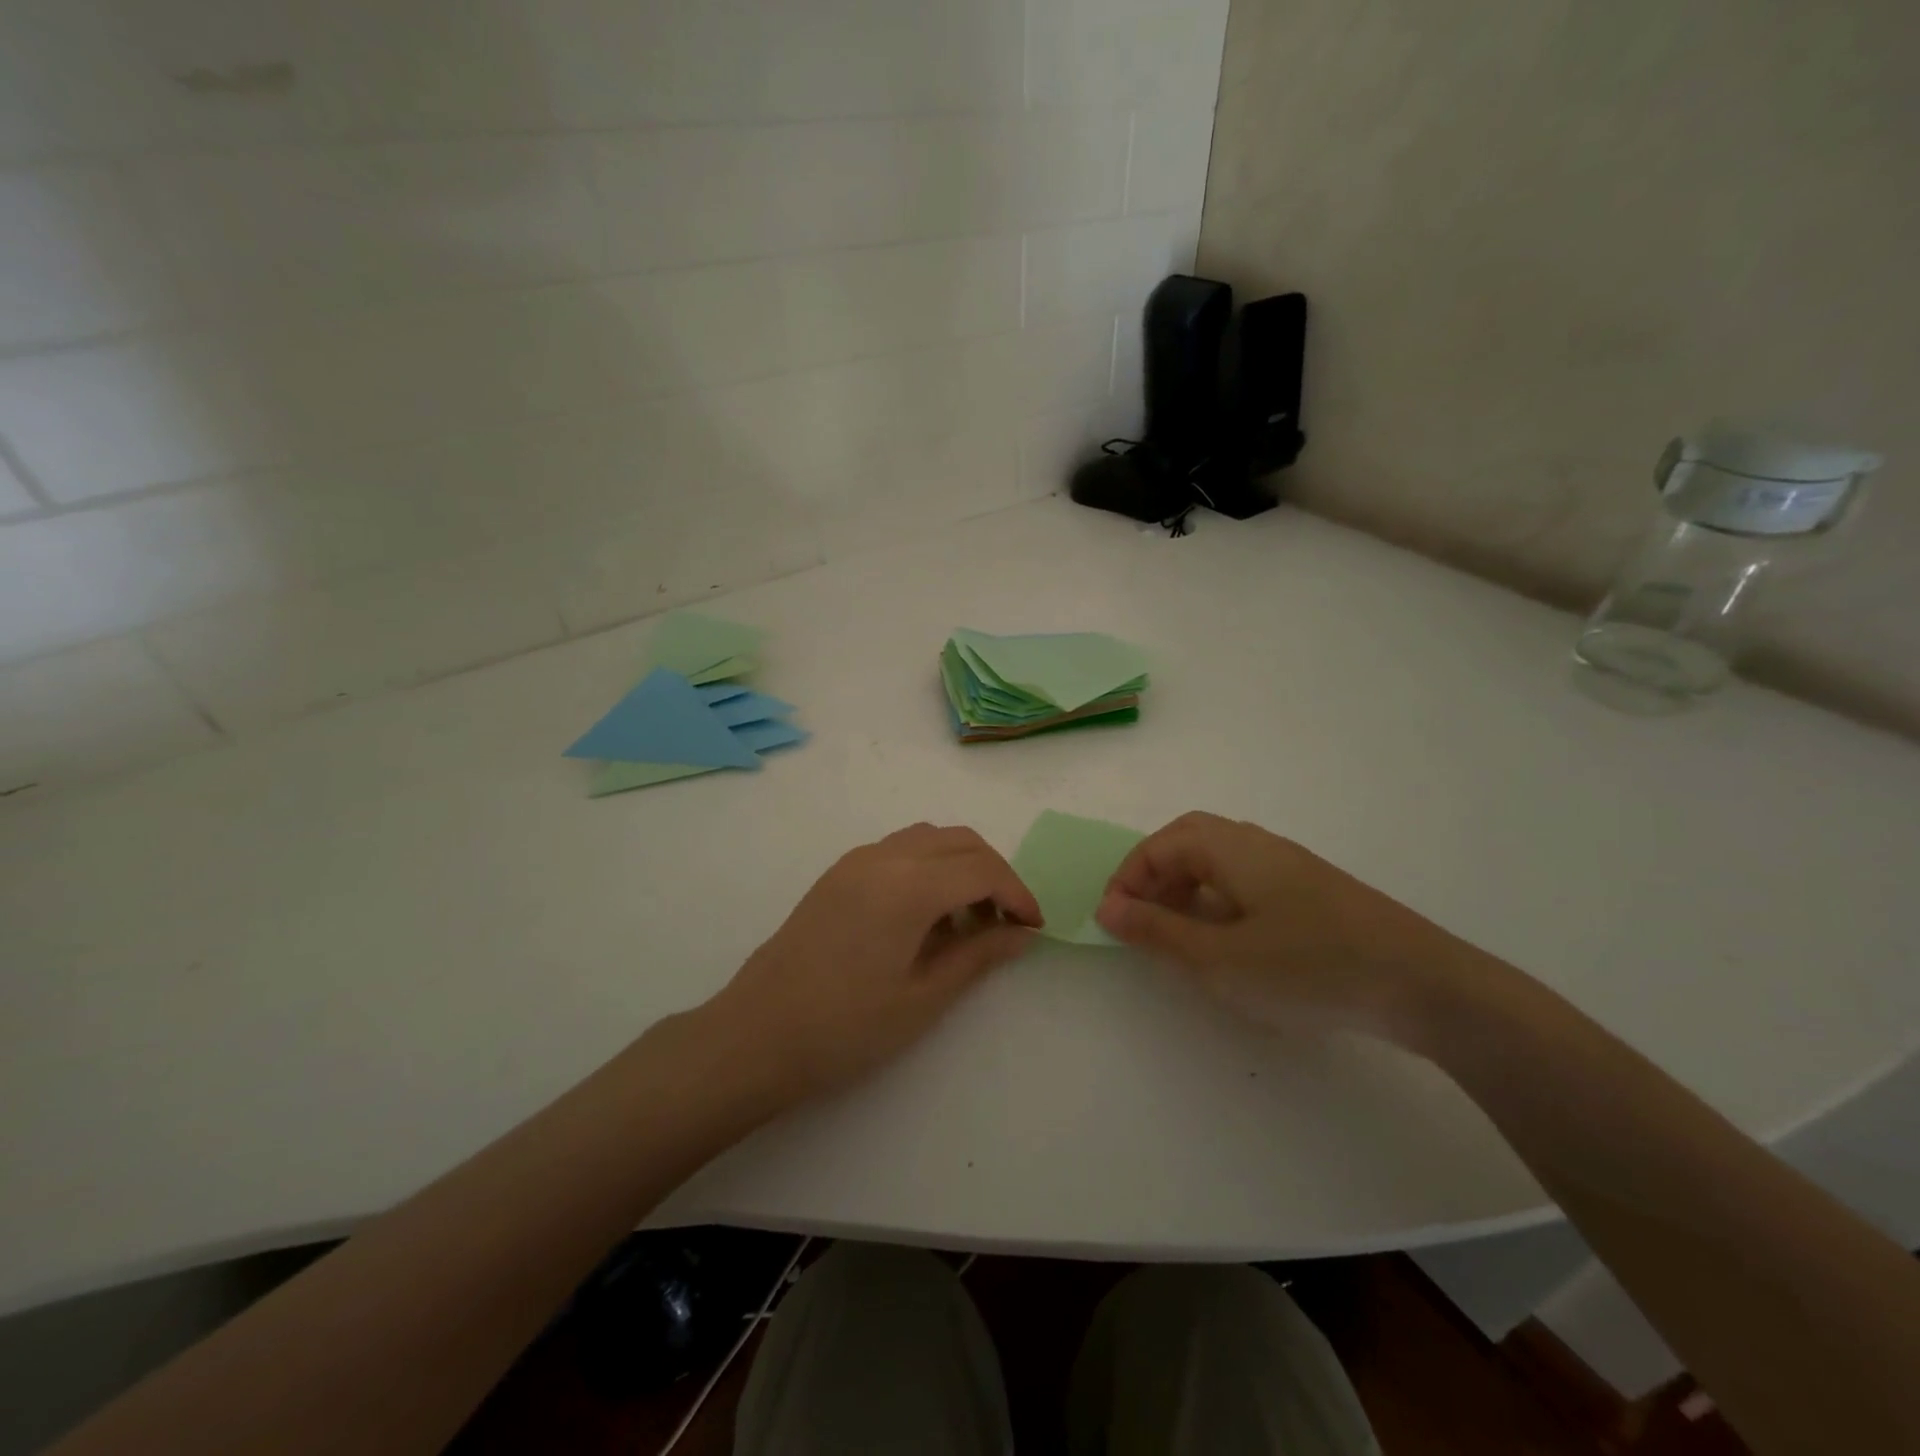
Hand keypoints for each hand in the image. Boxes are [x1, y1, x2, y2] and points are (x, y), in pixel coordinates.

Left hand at [705, 823, 1042, 1099]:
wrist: (755, 1036)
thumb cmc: (845, 1028)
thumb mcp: (923, 997)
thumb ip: (978, 955)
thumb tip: (1022, 933)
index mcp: (909, 884)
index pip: (983, 869)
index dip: (1017, 894)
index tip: (1033, 928)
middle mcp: (884, 856)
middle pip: (960, 841)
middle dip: (994, 874)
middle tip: (1007, 923)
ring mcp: (855, 860)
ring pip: (929, 839)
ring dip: (960, 866)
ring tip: (967, 921)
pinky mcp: (838, 873)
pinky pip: (899, 850)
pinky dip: (928, 867)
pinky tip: (925, 915)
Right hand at [1093, 812, 1474, 1040]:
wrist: (1426, 986)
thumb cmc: (1309, 967)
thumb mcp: (1219, 958)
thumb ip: (1158, 932)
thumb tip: (1108, 907)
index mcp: (1231, 848)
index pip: (1161, 845)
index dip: (1129, 878)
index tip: (1113, 921)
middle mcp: (1259, 845)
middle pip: (1190, 842)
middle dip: (1156, 877)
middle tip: (1142, 920)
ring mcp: (1291, 867)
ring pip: (1220, 863)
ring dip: (1187, 890)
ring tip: (1180, 936)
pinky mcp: (1315, 894)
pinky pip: (1248, 883)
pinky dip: (1220, 903)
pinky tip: (1232, 944)